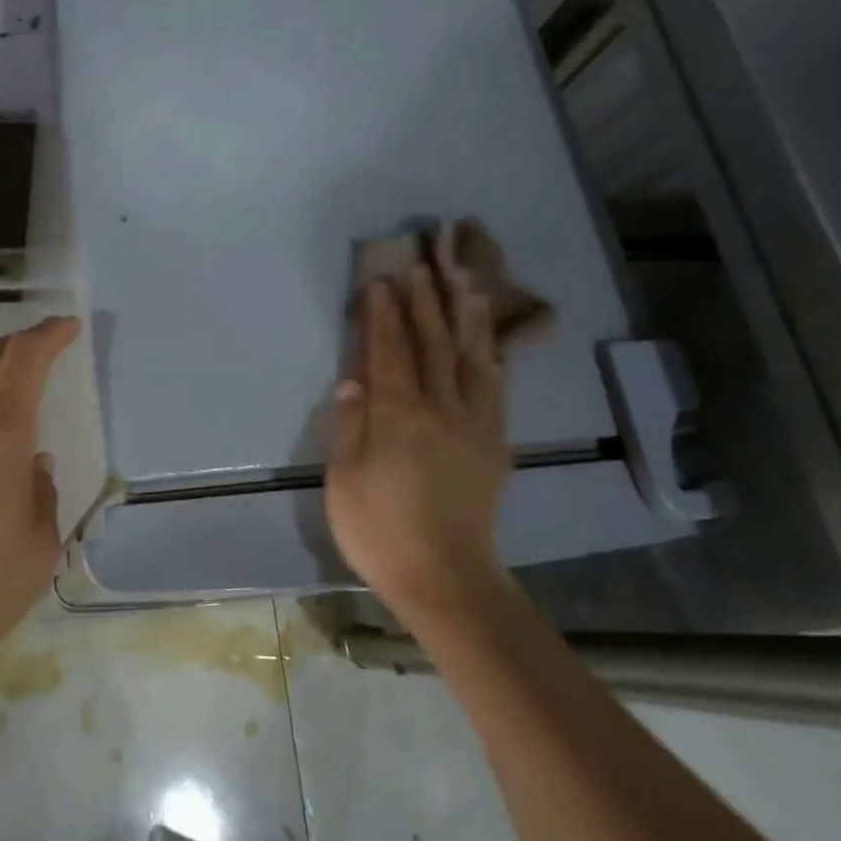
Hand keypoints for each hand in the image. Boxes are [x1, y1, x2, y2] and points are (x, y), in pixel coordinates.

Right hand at [325, 259, 508, 621]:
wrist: (445, 577)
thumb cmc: (380, 530)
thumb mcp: (344, 480)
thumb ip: (350, 425)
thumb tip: (353, 380)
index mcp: (398, 415)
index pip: (389, 351)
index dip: (383, 314)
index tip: (379, 281)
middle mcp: (440, 408)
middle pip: (433, 343)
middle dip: (426, 300)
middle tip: (423, 263)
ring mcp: (474, 423)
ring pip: (472, 357)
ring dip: (467, 315)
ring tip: (466, 280)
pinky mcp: (495, 443)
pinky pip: (496, 389)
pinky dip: (493, 357)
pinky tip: (491, 342)